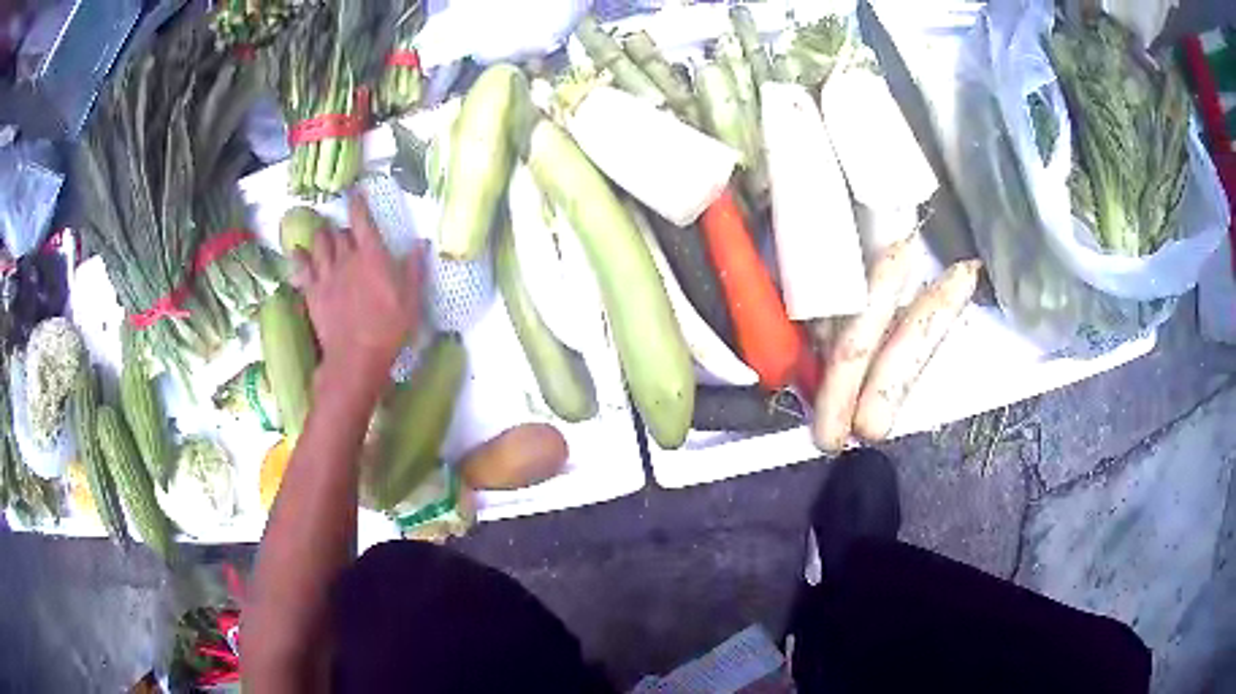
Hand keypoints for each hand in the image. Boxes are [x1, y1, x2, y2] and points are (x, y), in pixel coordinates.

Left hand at [291, 192, 424, 391]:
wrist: (355, 357)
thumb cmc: (389, 328)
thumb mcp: (412, 300)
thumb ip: (414, 269)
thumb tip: (420, 243)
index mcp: (372, 256)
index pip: (362, 220)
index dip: (358, 203)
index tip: (356, 192)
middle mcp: (346, 259)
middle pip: (338, 232)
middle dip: (341, 227)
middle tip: (345, 230)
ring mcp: (326, 275)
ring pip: (318, 245)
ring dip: (321, 237)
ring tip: (323, 236)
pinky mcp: (312, 293)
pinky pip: (302, 268)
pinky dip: (299, 257)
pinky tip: (297, 252)